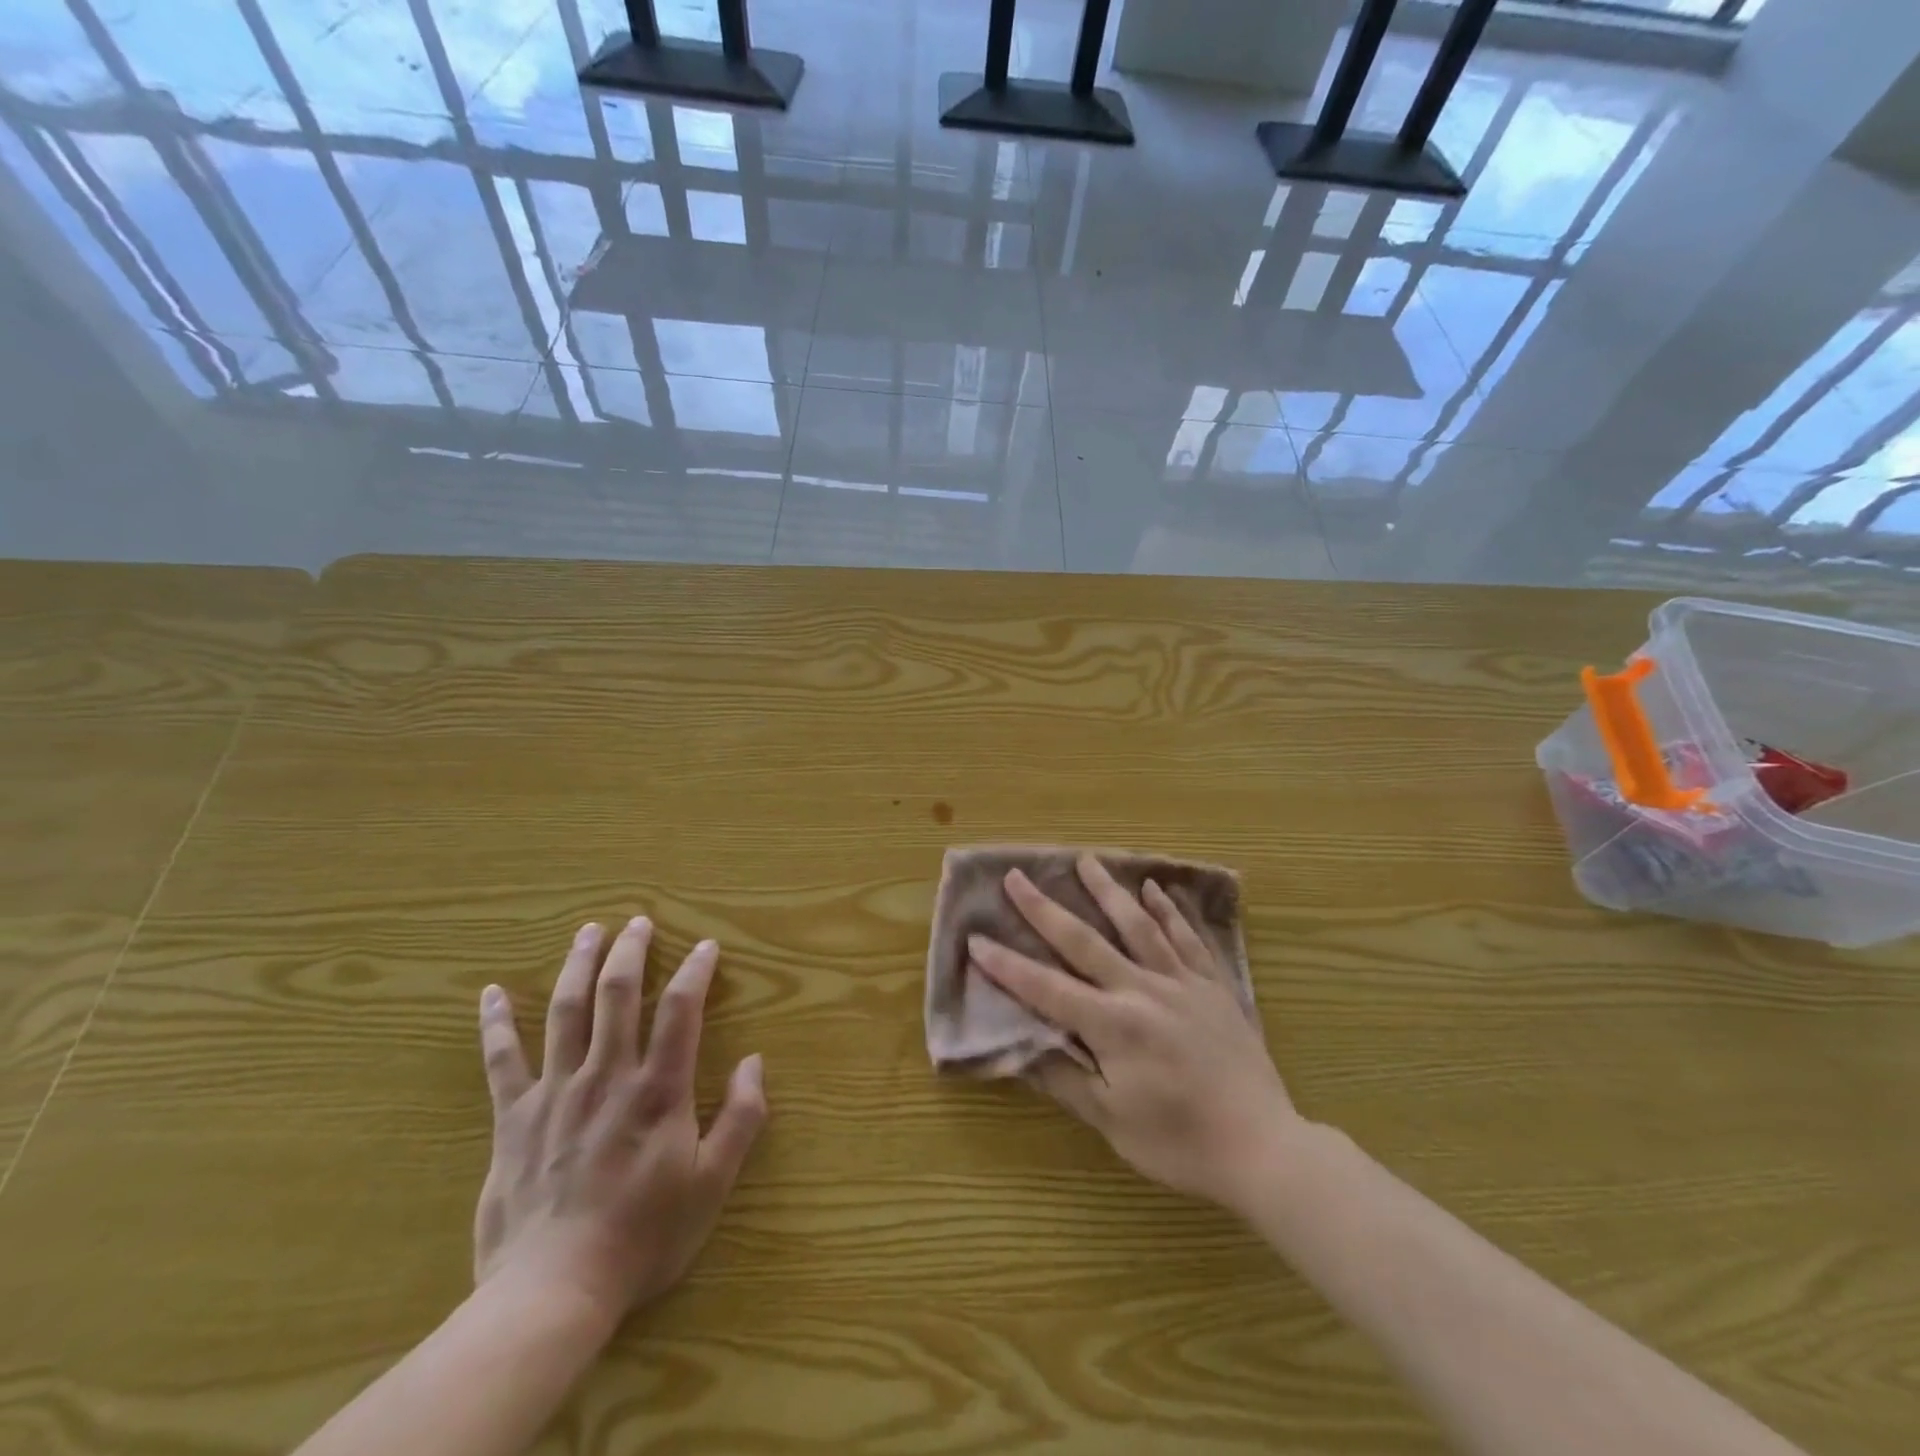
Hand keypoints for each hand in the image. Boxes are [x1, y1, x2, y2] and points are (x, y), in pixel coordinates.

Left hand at [473, 918, 766, 1326]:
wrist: (551, 1293)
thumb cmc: (642, 1237)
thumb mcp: (711, 1184)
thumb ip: (740, 1118)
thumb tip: (754, 1062)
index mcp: (657, 1089)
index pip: (680, 1010)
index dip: (695, 971)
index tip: (705, 946)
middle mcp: (607, 1075)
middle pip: (618, 994)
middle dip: (631, 951)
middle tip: (638, 921)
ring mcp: (556, 1092)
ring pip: (566, 1011)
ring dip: (578, 966)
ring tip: (588, 932)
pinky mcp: (514, 1118)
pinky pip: (502, 1061)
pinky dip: (496, 1024)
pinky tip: (491, 993)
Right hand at [969, 858, 1301, 1213]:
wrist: (1263, 1147)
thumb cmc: (1180, 1142)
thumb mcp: (1112, 1122)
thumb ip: (1065, 1080)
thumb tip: (1021, 1051)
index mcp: (1112, 1025)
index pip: (1046, 988)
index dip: (1008, 966)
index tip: (977, 940)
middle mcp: (1142, 991)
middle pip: (1085, 941)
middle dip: (1044, 909)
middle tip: (1017, 876)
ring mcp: (1181, 983)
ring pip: (1138, 925)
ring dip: (1108, 890)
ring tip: (1085, 860)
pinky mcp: (1213, 986)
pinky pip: (1188, 938)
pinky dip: (1170, 911)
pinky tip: (1155, 888)